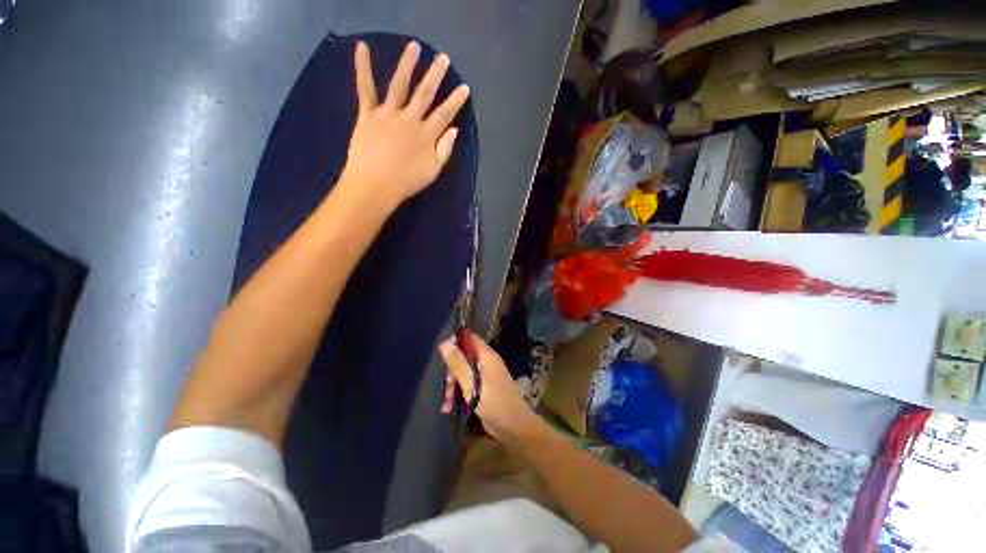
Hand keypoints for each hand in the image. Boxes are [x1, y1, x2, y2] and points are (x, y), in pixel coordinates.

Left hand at [341, 40, 470, 205]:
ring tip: (414, 46)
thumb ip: (445, 150)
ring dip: (407, 64)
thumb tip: (454, 130)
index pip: (444, 114)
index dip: (455, 101)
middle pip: (425, 94)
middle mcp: (409, 119)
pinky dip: (362, 68)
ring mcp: (388, 114)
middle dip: (436, 75)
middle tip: (443, 57)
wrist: (375, 185)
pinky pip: (365, 89)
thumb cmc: (407, 182)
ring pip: (399, 85)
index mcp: (426, 135)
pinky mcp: (368, 115)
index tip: (464, 87)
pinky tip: (362, 47)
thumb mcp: (433, 171)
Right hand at [439, 332, 541, 442]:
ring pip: (464, 372)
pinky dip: (459, 393)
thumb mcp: (471, 384)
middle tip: (446, 385)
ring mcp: (486, 376)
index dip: (455, 341)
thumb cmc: (494, 403)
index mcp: (487, 356)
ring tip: (446, 402)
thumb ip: (458, 363)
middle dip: (452, 370)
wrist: (514, 428)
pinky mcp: (484, 388)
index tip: (441, 353)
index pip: (470, 338)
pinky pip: (468, 384)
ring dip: (453, 385)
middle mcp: (487, 362)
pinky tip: (449, 407)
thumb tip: (445, 342)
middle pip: (464, 356)